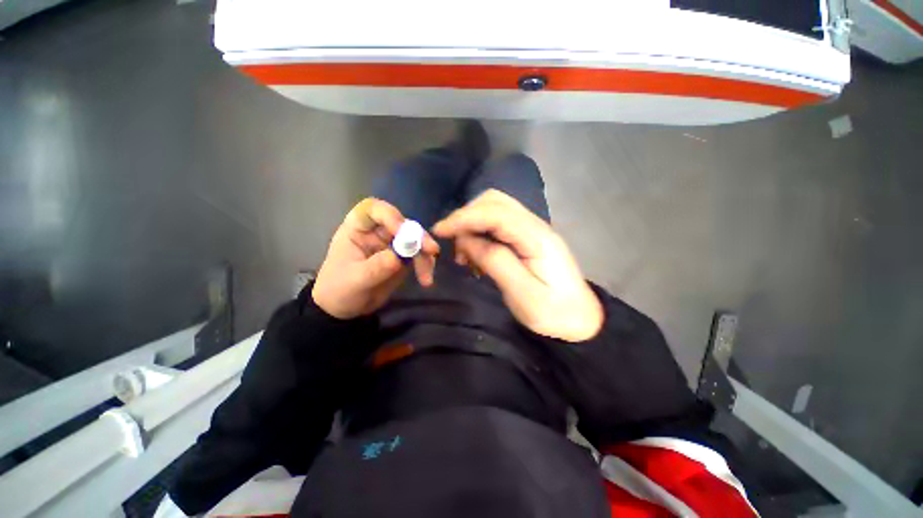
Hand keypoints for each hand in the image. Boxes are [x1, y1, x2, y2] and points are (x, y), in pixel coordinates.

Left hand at [312, 198, 438, 318]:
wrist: (345, 308)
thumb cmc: (339, 289)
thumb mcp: (354, 280)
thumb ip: (376, 267)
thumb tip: (399, 258)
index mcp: (358, 228)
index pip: (374, 209)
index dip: (390, 215)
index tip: (402, 231)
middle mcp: (378, 231)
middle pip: (402, 224)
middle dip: (418, 237)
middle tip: (431, 251)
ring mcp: (393, 244)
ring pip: (416, 239)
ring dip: (425, 254)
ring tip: (427, 276)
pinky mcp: (404, 257)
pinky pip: (420, 255)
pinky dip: (426, 264)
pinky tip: (426, 279)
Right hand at [433, 190, 602, 341]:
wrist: (580, 319)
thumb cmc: (553, 312)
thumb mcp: (522, 293)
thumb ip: (495, 261)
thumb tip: (467, 240)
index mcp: (536, 237)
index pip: (495, 213)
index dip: (464, 217)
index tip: (439, 230)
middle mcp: (535, 225)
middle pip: (495, 202)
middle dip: (467, 216)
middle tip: (451, 243)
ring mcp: (532, 229)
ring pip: (495, 209)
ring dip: (473, 224)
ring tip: (464, 253)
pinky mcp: (527, 237)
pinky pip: (498, 224)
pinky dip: (481, 232)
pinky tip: (476, 254)